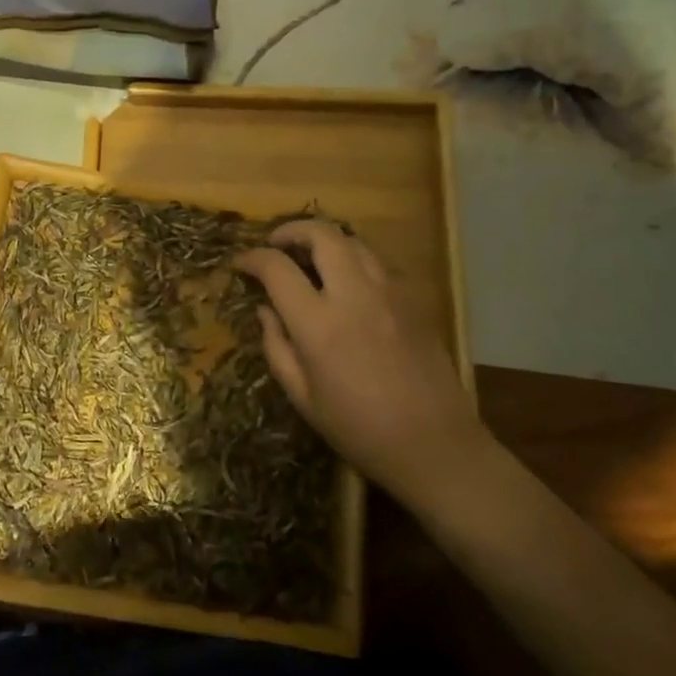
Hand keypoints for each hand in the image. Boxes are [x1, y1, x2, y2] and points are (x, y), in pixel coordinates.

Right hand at [235, 220, 486, 504]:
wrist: (435, 445)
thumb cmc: (358, 429)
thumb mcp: (302, 397)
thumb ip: (276, 346)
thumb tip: (265, 309)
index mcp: (318, 323)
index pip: (277, 267)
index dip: (252, 258)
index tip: (241, 264)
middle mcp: (354, 295)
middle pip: (321, 234)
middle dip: (291, 230)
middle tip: (276, 244)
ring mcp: (389, 292)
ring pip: (353, 241)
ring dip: (325, 240)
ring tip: (310, 258)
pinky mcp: (414, 299)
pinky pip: (377, 262)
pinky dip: (353, 259)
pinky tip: (347, 283)